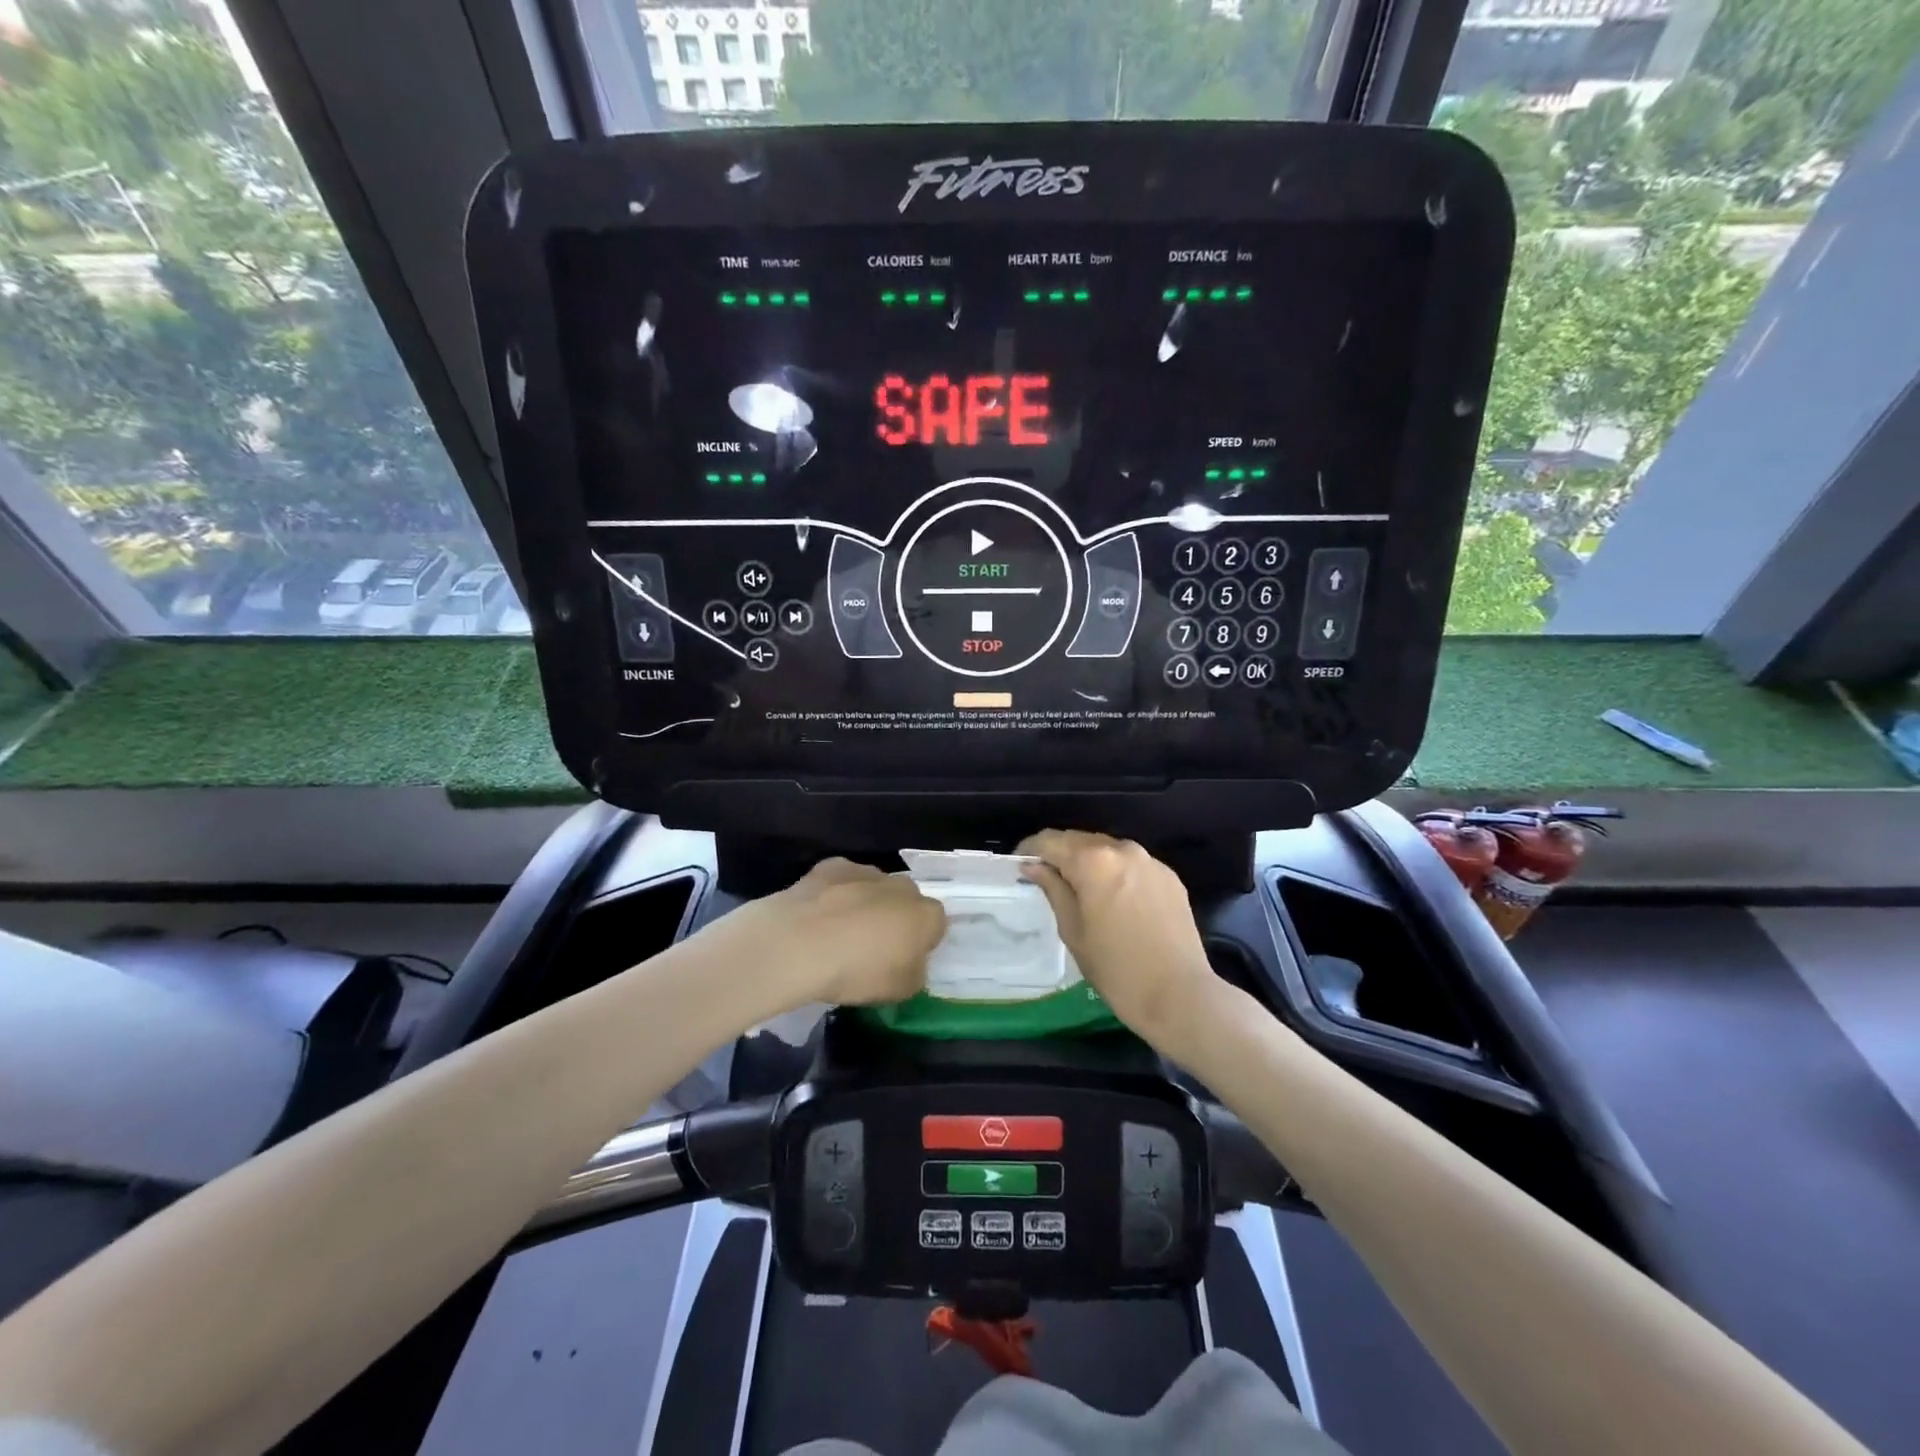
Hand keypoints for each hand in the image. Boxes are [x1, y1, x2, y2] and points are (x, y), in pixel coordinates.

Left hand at [743, 857, 946, 1007]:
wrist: (800, 943)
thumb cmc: (858, 971)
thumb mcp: (900, 991)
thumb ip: (915, 973)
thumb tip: (911, 963)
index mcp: (927, 915)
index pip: (936, 926)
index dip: (921, 944)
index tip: (903, 962)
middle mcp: (902, 886)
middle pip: (906, 902)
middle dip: (895, 919)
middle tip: (873, 949)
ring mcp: (867, 871)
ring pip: (875, 888)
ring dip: (866, 905)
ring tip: (840, 935)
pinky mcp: (832, 866)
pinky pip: (843, 881)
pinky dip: (836, 894)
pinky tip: (819, 917)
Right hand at [1018, 829, 1220, 1054]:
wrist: (1179, 995)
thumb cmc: (1116, 968)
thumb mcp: (1073, 930)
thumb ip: (1053, 889)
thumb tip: (1033, 866)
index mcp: (1093, 860)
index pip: (1049, 840)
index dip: (1030, 849)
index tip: (1019, 864)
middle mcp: (1122, 849)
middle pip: (1079, 840)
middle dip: (1059, 854)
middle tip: (1045, 877)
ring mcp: (1150, 861)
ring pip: (1107, 850)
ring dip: (1088, 862)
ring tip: (1078, 888)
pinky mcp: (1169, 876)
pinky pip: (1132, 865)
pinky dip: (1115, 873)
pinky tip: (1113, 899)